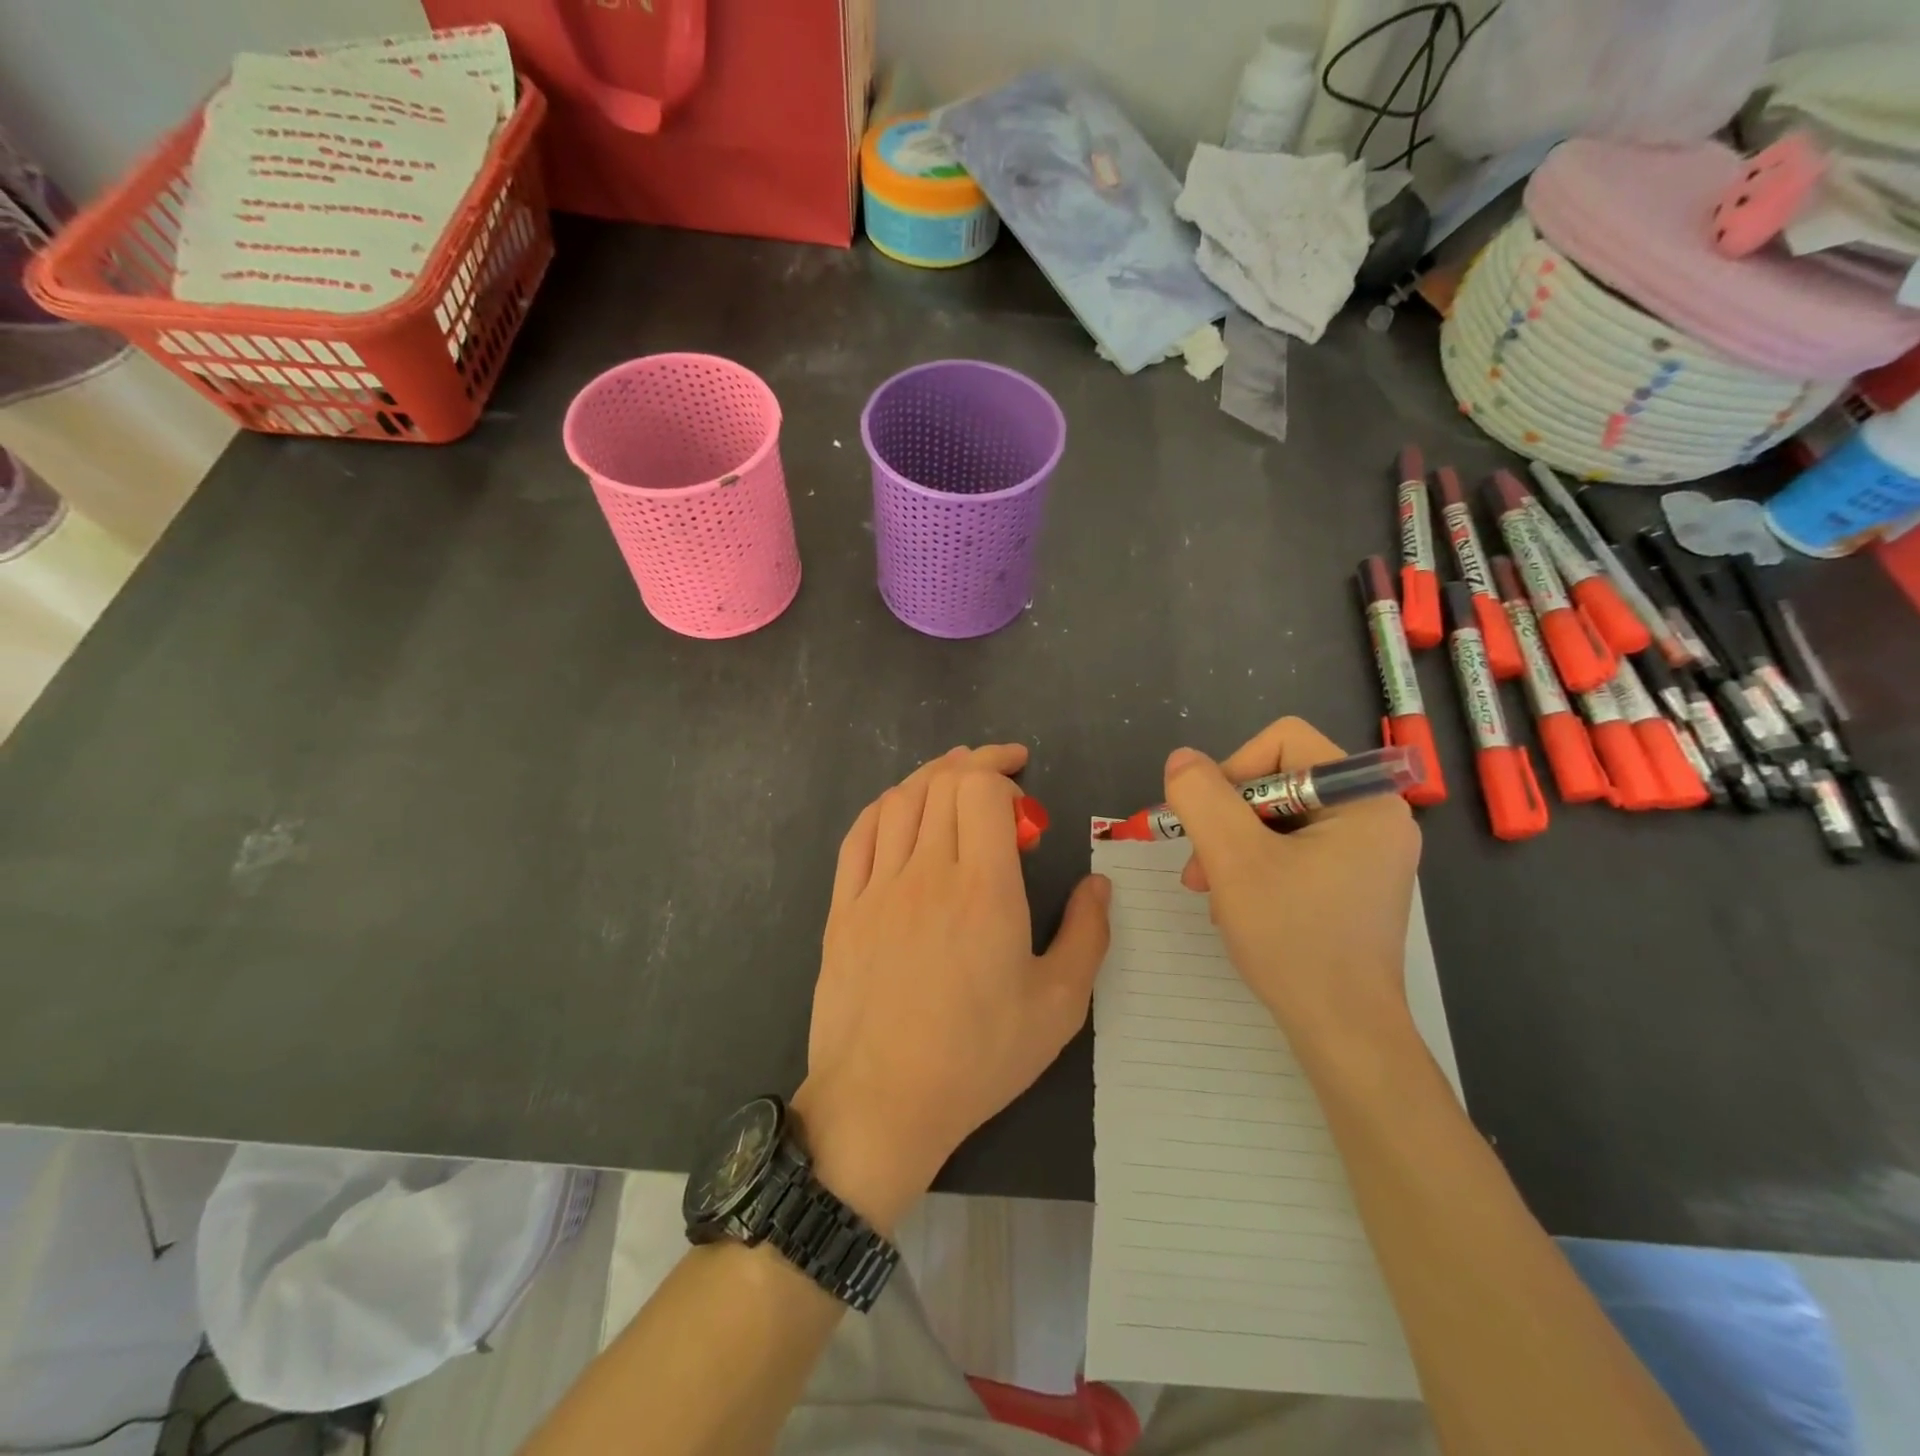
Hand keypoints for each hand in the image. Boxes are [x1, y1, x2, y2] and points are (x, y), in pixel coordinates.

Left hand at [795, 744, 1110, 1232]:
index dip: (1002, 772)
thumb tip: (1098, 883)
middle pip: (941, 785)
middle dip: (974, 765)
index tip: (1025, 790)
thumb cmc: (978, 1057)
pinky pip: (858, 836)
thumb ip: (1087, 935)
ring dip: (930, 778)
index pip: (981, 791)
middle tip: (1000, 777)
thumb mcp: (1058, 1006)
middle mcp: (927, 873)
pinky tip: (899, 810)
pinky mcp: (844, 908)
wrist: (882, 1103)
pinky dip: (884, 809)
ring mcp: (877, 888)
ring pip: (899, 802)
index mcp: (984, 889)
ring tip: (954, 779)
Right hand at [1162, 718, 1420, 1050]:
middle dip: (1228, 819)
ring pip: (1278, 818)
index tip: (1209, 821)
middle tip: (1200, 868)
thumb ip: (1202, 797)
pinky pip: (1292, 849)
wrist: (1342, 1032)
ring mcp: (1367, 853)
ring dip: (1234, 847)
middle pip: (1278, 781)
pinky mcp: (1353, 883)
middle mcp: (1375, 816)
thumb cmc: (1293, 939)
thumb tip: (1182, 759)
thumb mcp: (1233, 859)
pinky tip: (1238, 904)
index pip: (1284, 741)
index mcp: (1364, 799)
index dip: (1233, 770)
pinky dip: (1255, 867)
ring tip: (1211, 890)